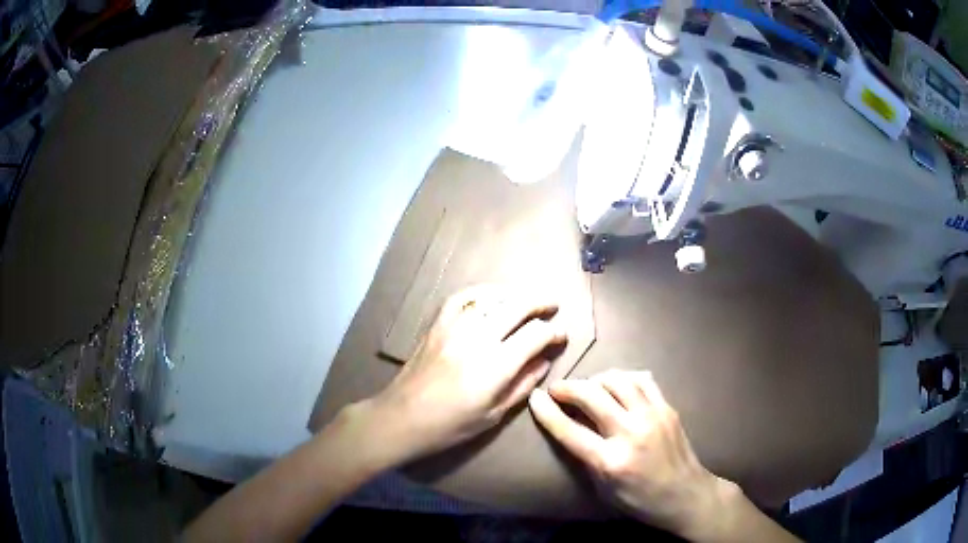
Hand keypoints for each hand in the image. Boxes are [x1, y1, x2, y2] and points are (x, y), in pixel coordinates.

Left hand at [361, 284, 567, 460]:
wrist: (402, 417)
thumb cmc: (451, 425)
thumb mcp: (494, 415)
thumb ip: (523, 385)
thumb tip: (545, 361)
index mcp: (496, 366)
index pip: (535, 335)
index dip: (554, 332)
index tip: (561, 336)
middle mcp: (478, 338)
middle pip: (518, 306)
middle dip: (541, 303)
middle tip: (553, 306)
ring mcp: (455, 327)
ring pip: (492, 298)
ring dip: (515, 295)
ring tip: (528, 300)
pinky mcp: (437, 324)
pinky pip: (462, 297)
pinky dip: (482, 293)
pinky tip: (493, 296)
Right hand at [529, 370, 726, 536]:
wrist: (685, 494)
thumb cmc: (639, 499)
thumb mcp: (603, 489)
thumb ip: (586, 458)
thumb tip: (570, 426)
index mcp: (610, 461)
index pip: (570, 430)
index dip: (547, 411)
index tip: (535, 397)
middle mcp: (630, 433)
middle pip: (592, 397)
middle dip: (568, 388)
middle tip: (557, 389)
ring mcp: (652, 416)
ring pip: (617, 381)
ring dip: (596, 379)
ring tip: (587, 387)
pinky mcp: (667, 408)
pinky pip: (642, 380)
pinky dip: (624, 378)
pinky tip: (617, 385)